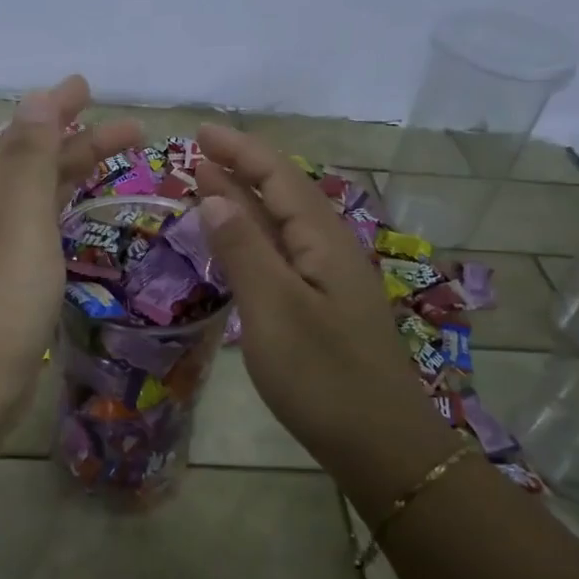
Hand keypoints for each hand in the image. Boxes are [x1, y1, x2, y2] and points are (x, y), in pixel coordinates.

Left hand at [0, 75, 141, 411]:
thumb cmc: (1, 303)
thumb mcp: (20, 223)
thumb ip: (29, 161)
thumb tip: (36, 96)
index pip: (25, 139)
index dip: (56, 110)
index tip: (88, 86)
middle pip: (36, 167)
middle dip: (80, 142)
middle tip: (133, 130)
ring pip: (39, 201)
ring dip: (73, 176)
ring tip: (113, 166)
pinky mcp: (8, 291)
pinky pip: (40, 234)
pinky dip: (62, 215)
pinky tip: (75, 226)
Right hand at [194, 122, 439, 466]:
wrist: (380, 445)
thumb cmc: (323, 376)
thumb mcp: (274, 309)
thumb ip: (243, 249)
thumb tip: (215, 193)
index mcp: (323, 241)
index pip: (279, 177)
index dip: (241, 151)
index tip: (201, 133)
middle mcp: (331, 250)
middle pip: (283, 195)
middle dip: (242, 169)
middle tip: (198, 155)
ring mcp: (330, 281)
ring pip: (284, 225)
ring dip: (247, 202)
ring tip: (210, 187)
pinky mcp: (324, 308)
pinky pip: (284, 255)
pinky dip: (255, 238)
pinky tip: (239, 246)